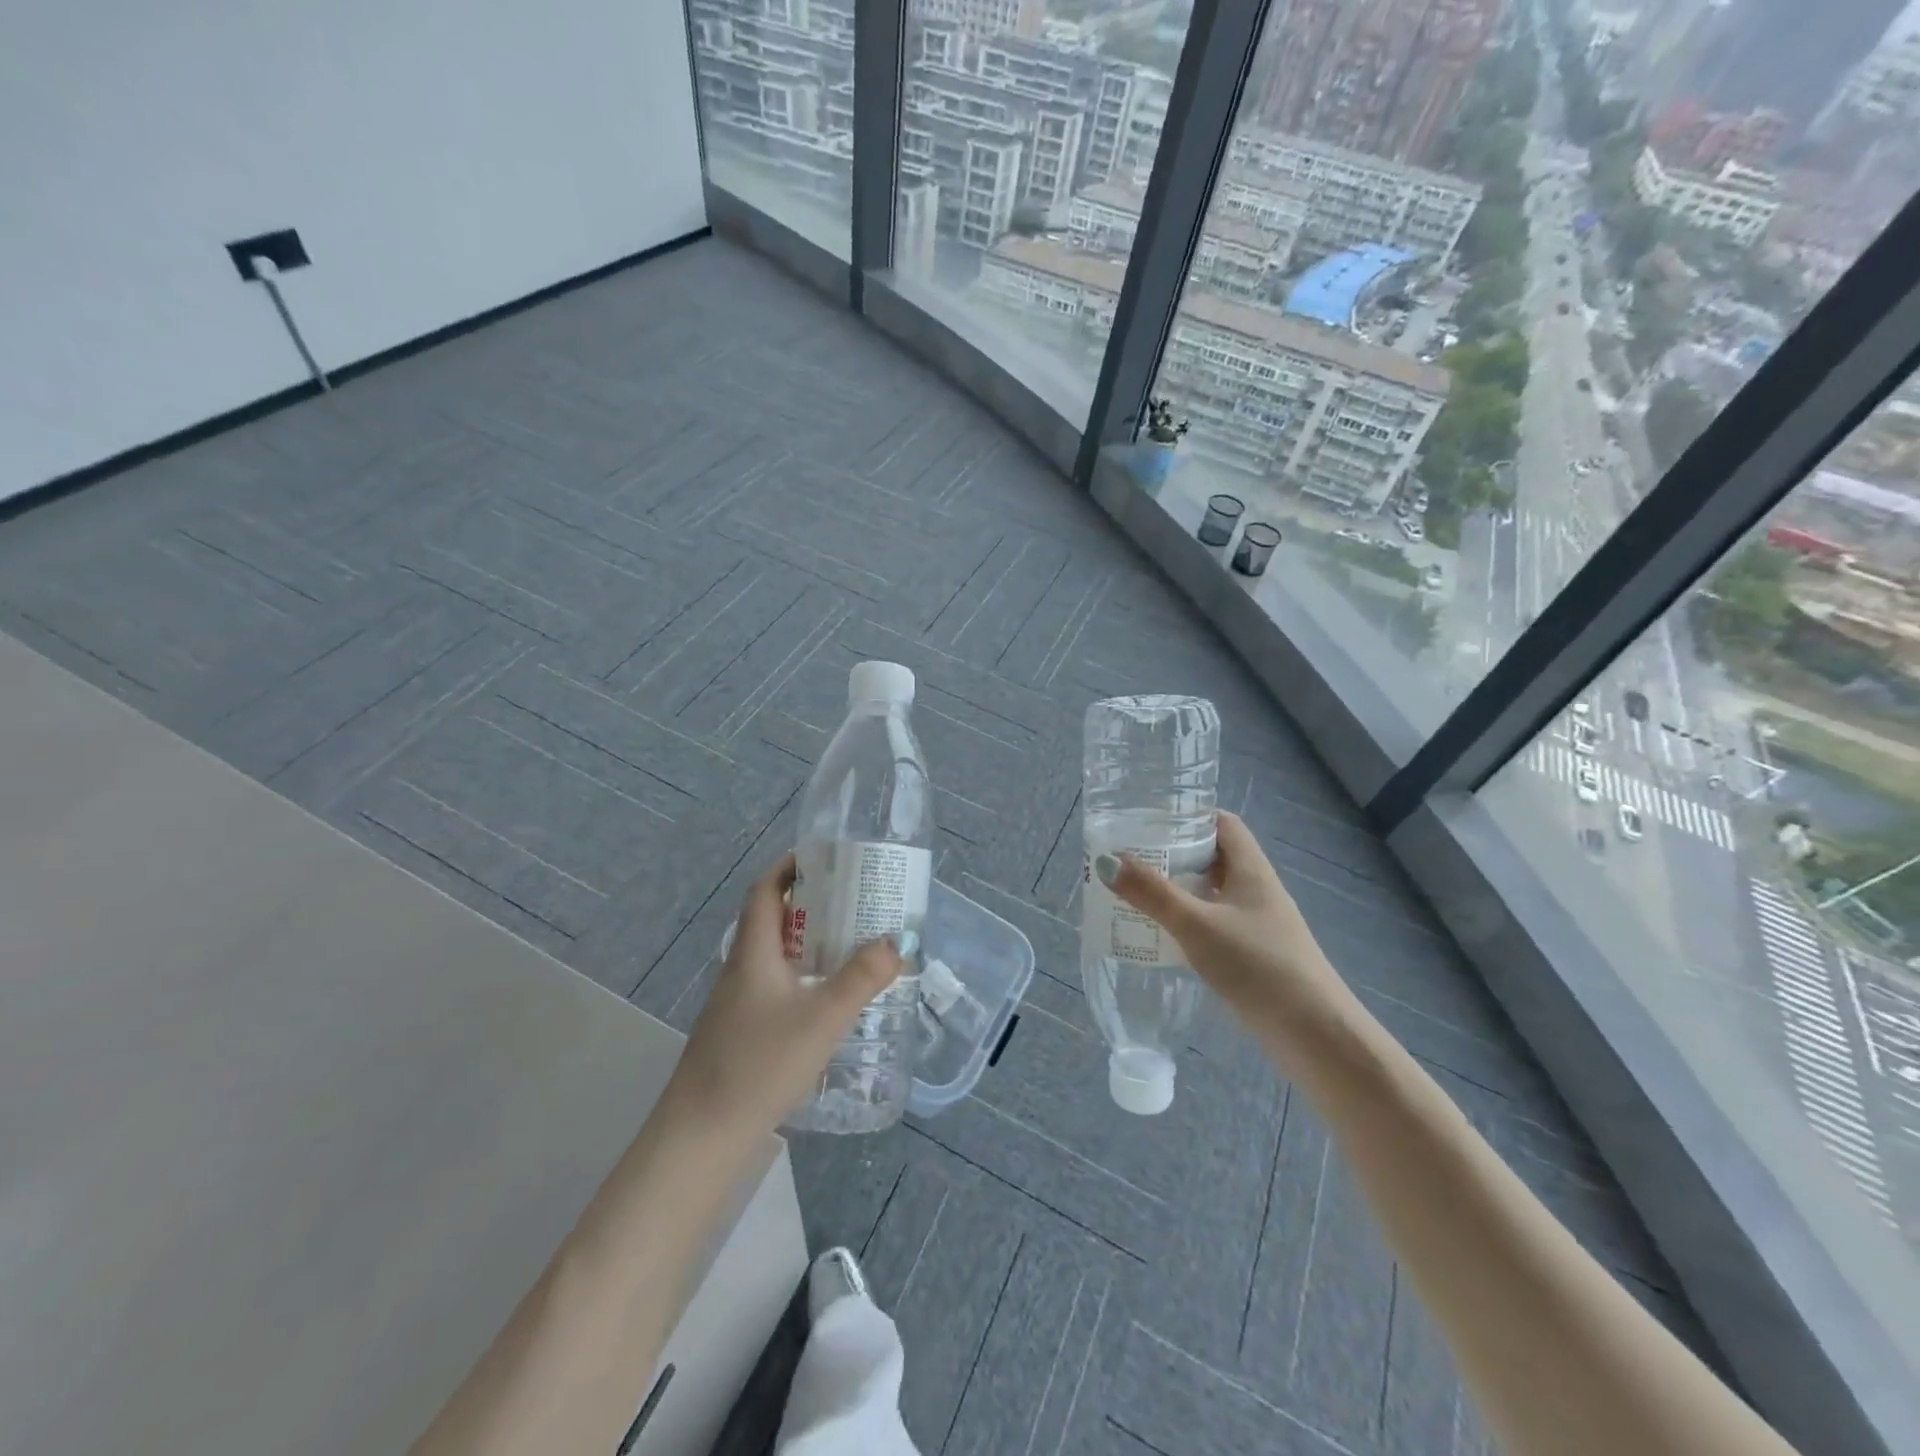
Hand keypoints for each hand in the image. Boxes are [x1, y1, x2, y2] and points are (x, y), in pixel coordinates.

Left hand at [665, 854, 903, 1137]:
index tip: (825, 859)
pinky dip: (801, 977)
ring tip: (850, 947)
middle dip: (811, 905)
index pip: (764, 891)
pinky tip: (826, 1001)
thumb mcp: (822, 1019)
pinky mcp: (739, 1032)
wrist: (701, 1136)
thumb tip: (895, 942)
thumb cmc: (759, 1065)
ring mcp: (736, 1003)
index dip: (789, 868)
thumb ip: (862, 979)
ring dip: (808, 943)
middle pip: (771, 920)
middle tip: (854, 904)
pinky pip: (774, 986)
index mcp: (753, 952)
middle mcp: (741, 969)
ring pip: (774, 956)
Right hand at [1095, 811, 1343, 1027]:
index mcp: (1251, 869)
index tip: (1149, 821)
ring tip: (1134, 893)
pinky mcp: (1254, 955)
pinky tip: (1162, 936)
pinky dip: (1188, 922)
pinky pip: (1214, 925)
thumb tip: (1106, 861)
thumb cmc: (1258, 965)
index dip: (1189, 817)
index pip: (1223, 824)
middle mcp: (1256, 890)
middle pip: (1213, 858)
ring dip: (1178, 891)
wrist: (1314, 1034)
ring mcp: (1257, 924)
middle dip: (1173, 855)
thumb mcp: (1196, 924)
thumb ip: (1151, 893)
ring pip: (1212, 894)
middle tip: (1130, 858)